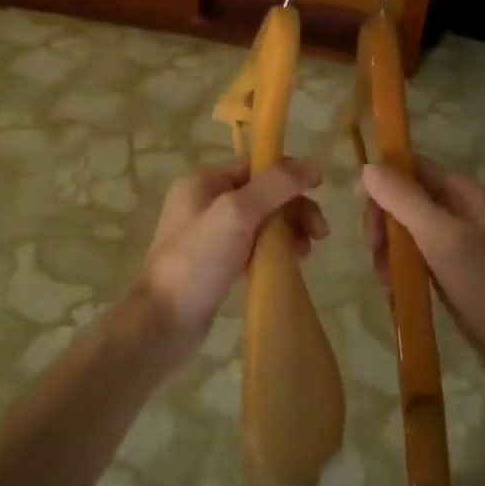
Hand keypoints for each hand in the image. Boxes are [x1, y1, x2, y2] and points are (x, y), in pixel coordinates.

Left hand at [134, 159, 327, 362]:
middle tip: (320, 233)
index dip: (290, 175)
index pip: (257, 165)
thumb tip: (315, 162)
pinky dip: (274, 251)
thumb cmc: (197, 262)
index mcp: (204, 182)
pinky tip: (289, 264)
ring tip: (305, 253)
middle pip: (264, 194)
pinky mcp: (217, 264)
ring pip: (262, 222)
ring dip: (289, 231)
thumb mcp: (236, 214)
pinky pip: (254, 247)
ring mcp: (210, 235)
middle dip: (294, 209)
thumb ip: (275, 186)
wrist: (163, 323)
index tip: (321, 192)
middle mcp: (205, 203)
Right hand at [360, 157, 484, 362]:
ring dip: (389, 248)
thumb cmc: (483, 284)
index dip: (386, 179)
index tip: (361, 205)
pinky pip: (416, 255)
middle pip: (408, 199)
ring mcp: (459, 241)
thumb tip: (368, 168)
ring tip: (385, 276)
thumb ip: (404, 200)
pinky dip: (401, 267)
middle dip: (385, 221)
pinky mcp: (453, 268)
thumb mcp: (440, 237)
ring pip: (408, 230)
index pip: (417, 168)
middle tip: (373, 249)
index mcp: (467, 194)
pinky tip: (394, 287)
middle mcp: (463, 211)